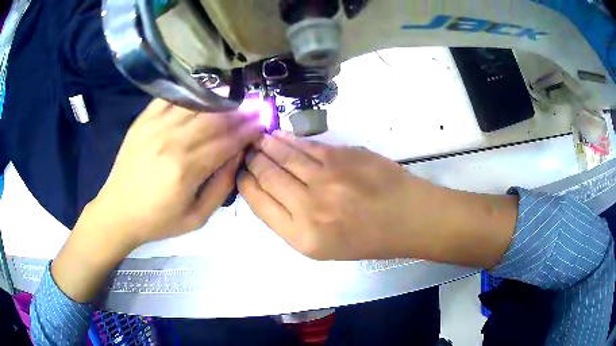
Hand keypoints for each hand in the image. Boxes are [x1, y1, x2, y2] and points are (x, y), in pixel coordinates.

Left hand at [90, 99, 261, 247]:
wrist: (119, 211)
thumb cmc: (158, 220)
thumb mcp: (197, 218)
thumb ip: (221, 187)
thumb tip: (238, 157)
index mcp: (186, 170)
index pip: (226, 142)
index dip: (247, 131)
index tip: (262, 122)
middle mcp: (172, 142)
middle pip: (214, 119)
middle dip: (239, 113)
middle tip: (254, 107)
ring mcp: (155, 127)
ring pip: (195, 105)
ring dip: (219, 100)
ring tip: (234, 98)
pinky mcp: (143, 120)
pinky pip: (171, 99)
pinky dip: (190, 93)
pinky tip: (203, 93)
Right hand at [239, 131, 422, 259]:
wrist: (406, 218)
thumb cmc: (366, 239)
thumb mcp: (322, 246)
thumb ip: (290, 221)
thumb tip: (266, 190)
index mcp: (301, 236)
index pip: (259, 203)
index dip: (245, 184)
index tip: (240, 172)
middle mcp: (308, 207)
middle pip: (268, 176)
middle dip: (252, 160)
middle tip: (245, 150)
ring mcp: (325, 179)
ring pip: (284, 157)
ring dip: (266, 146)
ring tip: (256, 139)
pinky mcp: (341, 156)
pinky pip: (306, 146)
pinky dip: (289, 140)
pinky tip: (278, 135)